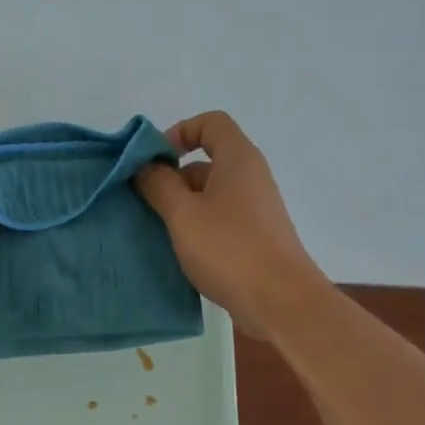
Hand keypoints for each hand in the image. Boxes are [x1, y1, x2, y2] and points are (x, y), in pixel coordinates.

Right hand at [135, 112, 327, 337]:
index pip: (210, 123)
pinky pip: (219, 221)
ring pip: (210, 195)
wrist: (280, 301)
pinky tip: (178, 252)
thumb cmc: (229, 249)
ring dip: (181, 207)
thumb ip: (159, 185)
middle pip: (207, 161)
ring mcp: (255, 210)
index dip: (179, 132)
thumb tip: (145, 165)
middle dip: (172, 177)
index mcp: (238, 159)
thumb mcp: (183, 214)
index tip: (154, 161)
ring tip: (155, 231)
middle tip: (144, 202)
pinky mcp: (255, 238)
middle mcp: (250, 178)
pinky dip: (197, 228)